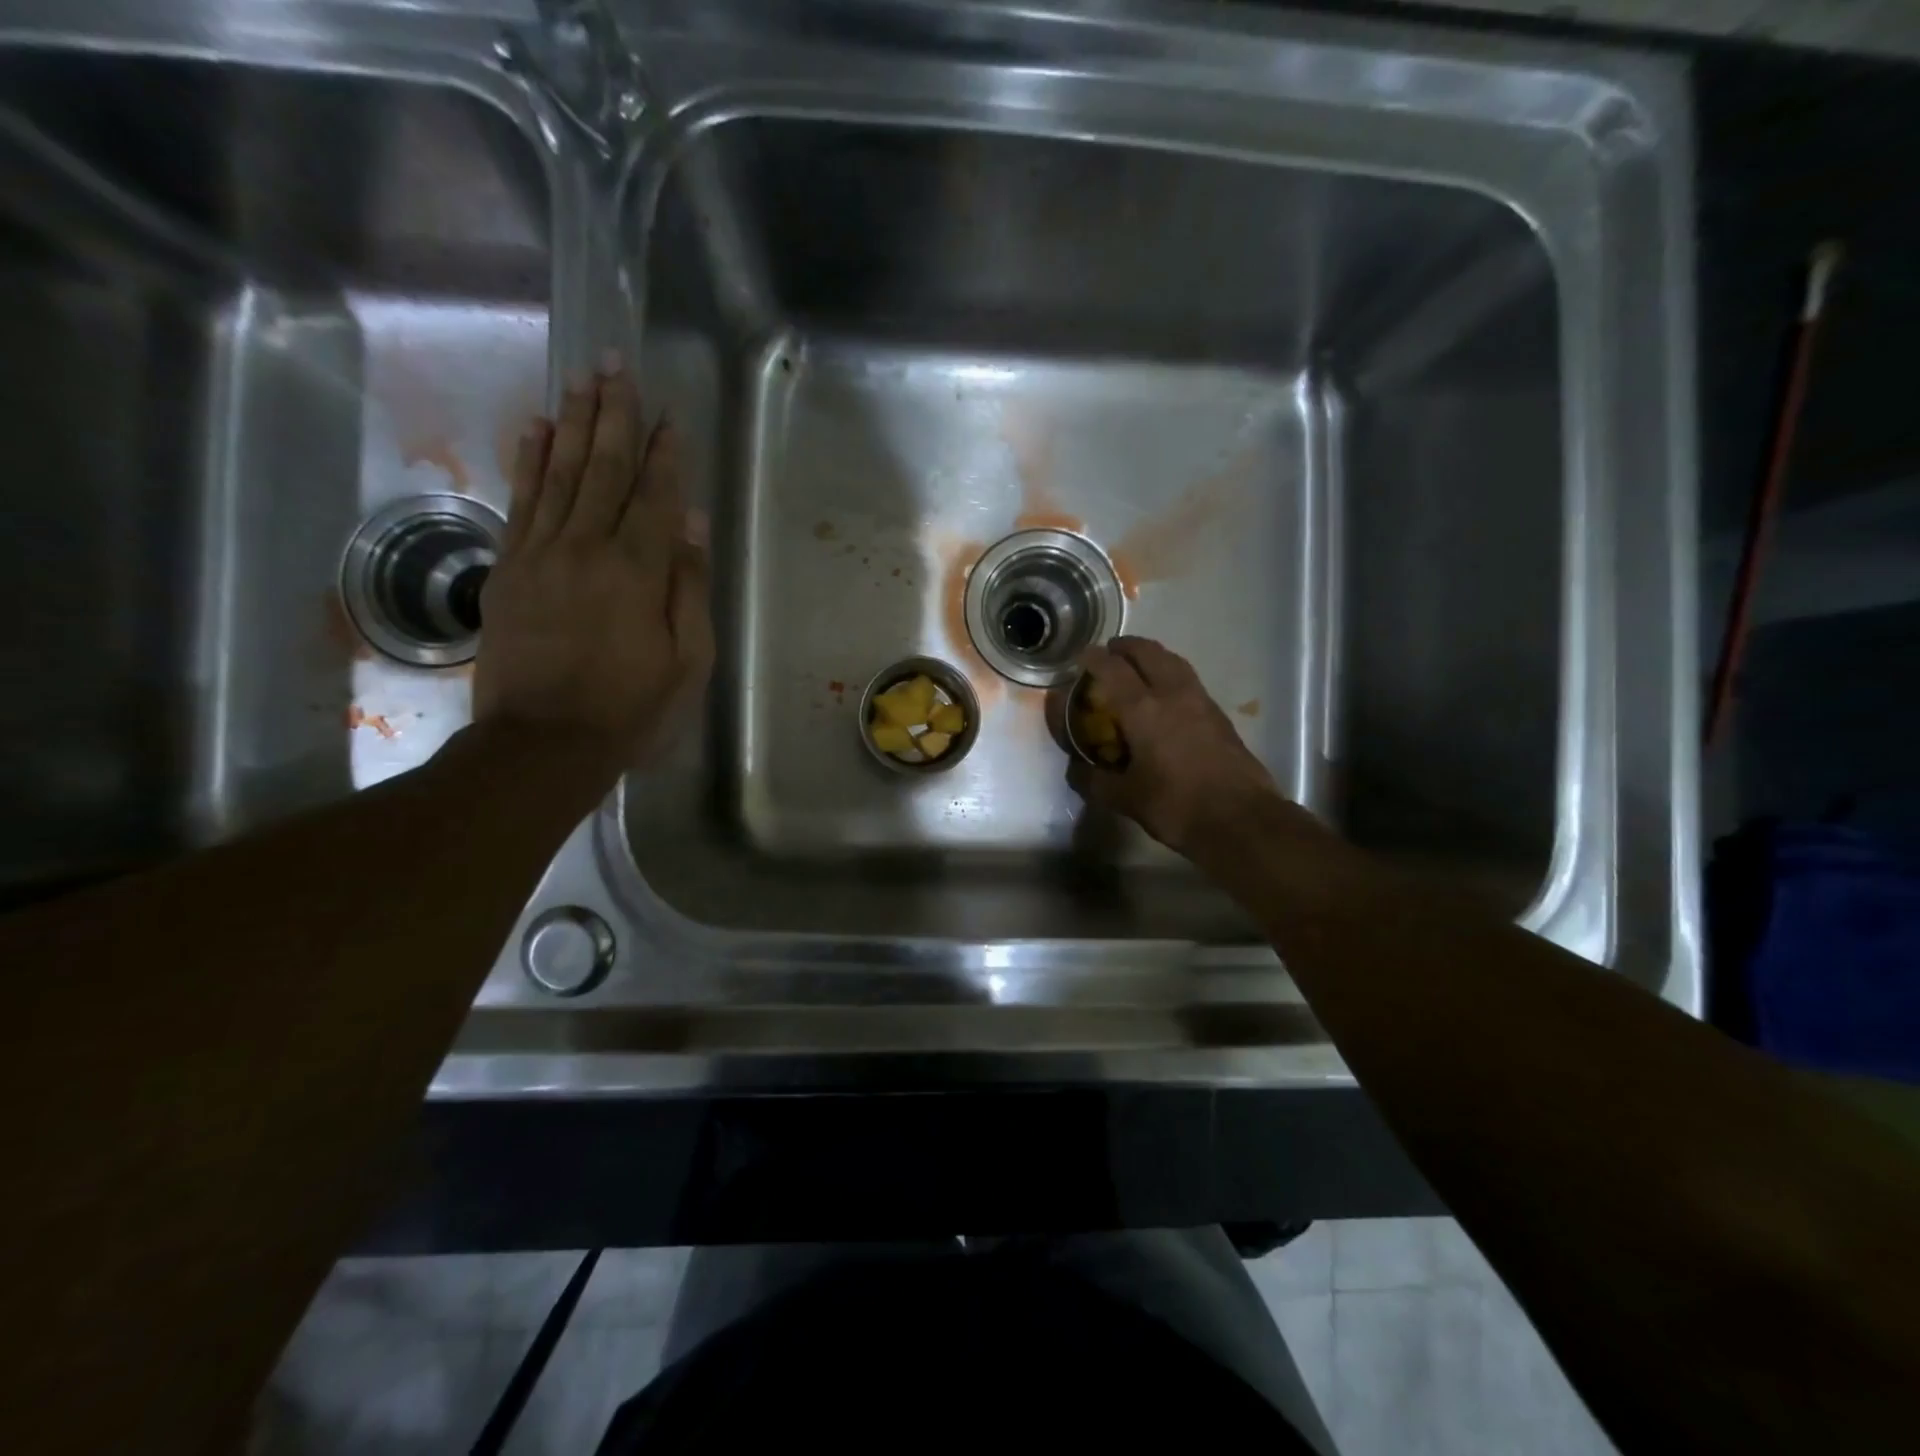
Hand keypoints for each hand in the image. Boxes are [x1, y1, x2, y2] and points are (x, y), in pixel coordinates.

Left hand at [475, 356, 712, 772]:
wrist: (544, 742)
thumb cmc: (631, 708)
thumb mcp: (687, 660)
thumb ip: (690, 587)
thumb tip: (694, 523)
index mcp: (638, 570)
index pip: (656, 496)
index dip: (665, 453)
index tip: (669, 415)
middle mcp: (588, 547)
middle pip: (605, 469)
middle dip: (614, 414)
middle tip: (616, 363)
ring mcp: (541, 554)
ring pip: (561, 474)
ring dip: (575, 423)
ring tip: (582, 379)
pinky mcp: (509, 569)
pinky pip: (521, 501)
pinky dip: (530, 461)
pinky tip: (537, 429)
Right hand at [1068, 637, 1282, 855]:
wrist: (1241, 819)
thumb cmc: (1177, 806)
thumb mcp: (1125, 798)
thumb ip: (1094, 780)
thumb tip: (1075, 769)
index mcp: (1143, 710)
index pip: (1113, 669)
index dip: (1094, 658)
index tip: (1082, 655)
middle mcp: (1172, 694)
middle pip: (1148, 652)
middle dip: (1126, 647)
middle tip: (1110, 653)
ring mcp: (1201, 701)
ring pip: (1173, 661)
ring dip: (1152, 655)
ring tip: (1138, 665)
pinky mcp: (1219, 715)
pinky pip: (1188, 679)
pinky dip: (1170, 673)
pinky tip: (1165, 694)